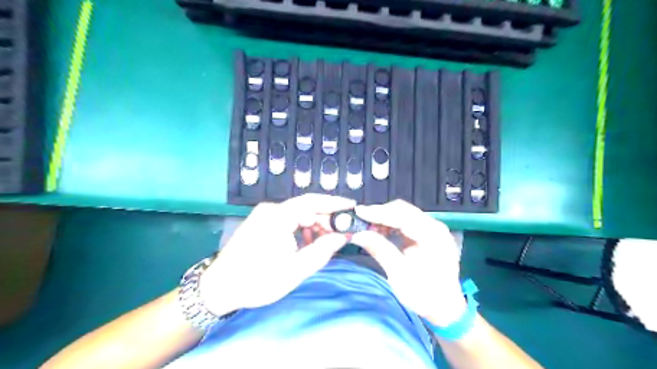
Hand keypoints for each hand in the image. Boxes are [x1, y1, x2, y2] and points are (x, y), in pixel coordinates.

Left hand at [200, 193, 356, 316]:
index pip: (313, 202)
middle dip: (326, 219)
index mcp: (278, 216)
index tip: (353, 207)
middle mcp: (271, 209)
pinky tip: (307, 243)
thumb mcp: (295, 270)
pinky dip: (302, 229)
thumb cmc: (257, 280)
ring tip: (326, 242)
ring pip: (298, 214)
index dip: (335, 203)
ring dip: (314, 225)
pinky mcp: (261, 222)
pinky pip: (288, 220)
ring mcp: (264, 215)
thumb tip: (342, 237)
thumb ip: (322, 251)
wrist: (219, 288)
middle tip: (342, 234)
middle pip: (306, 207)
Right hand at [352, 200, 464, 327]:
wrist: (445, 309)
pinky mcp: (426, 234)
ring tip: (365, 226)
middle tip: (358, 220)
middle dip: (379, 214)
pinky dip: (390, 225)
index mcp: (433, 236)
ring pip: (403, 214)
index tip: (358, 212)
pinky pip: (405, 222)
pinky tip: (378, 231)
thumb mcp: (399, 274)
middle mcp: (434, 226)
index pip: (402, 216)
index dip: (379, 213)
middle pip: (403, 210)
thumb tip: (357, 234)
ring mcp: (432, 229)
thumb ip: (379, 249)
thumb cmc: (424, 295)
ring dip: (383, 218)